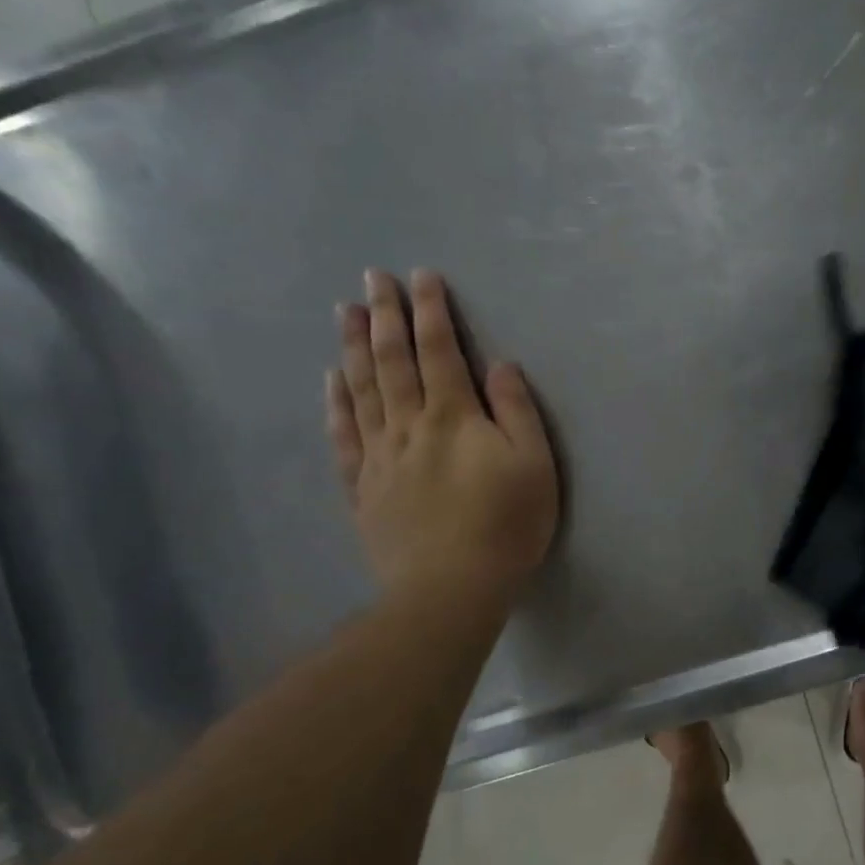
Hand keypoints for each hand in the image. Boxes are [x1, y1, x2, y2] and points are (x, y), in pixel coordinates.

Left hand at [326, 269, 558, 600]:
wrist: (450, 588)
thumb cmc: (505, 525)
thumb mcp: (534, 465)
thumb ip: (516, 411)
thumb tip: (499, 365)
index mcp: (453, 417)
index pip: (439, 351)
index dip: (430, 311)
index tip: (421, 276)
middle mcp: (409, 426)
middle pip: (392, 361)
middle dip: (384, 315)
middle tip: (372, 278)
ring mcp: (380, 457)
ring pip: (361, 390)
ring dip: (352, 347)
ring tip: (344, 311)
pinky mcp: (364, 488)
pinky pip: (344, 436)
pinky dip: (336, 403)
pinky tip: (330, 381)